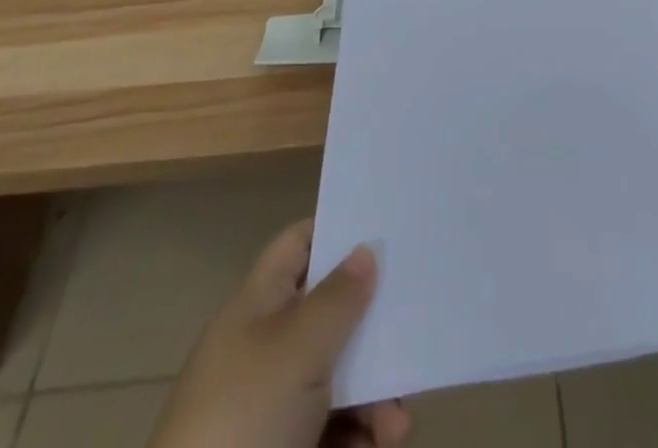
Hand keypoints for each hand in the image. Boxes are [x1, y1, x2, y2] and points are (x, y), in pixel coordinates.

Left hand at [150, 220, 409, 447]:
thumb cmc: (244, 418)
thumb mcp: (297, 348)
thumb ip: (338, 298)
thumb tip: (365, 249)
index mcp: (257, 306)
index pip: (299, 245)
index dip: (337, 230)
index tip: (385, 231)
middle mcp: (266, 347)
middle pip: (330, 314)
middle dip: (373, 327)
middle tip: (412, 329)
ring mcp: (275, 405)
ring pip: (340, 376)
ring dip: (377, 394)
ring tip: (397, 424)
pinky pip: (337, 427)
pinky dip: (364, 432)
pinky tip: (385, 442)